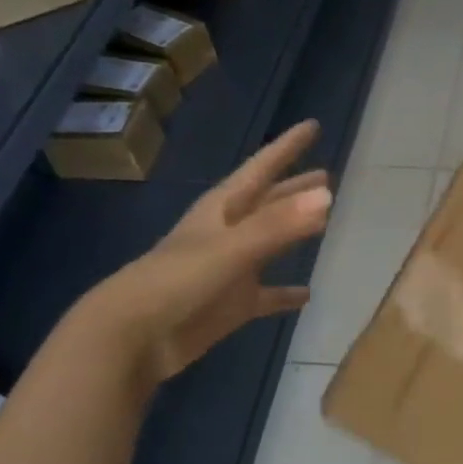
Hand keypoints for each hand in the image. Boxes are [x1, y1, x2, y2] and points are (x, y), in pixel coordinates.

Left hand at [78, 120, 332, 383]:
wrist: (134, 336)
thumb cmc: (176, 282)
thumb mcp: (231, 248)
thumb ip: (279, 225)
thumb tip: (328, 197)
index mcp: (222, 211)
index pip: (261, 170)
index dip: (286, 148)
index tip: (313, 127)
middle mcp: (227, 234)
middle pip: (267, 203)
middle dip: (293, 188)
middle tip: (326, 176)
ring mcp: (230, 270)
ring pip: (269, 244)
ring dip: (292, 233)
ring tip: (324, 223)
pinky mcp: (231, 305)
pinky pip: (267, 295)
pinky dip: (285, 294)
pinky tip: (307, 295)